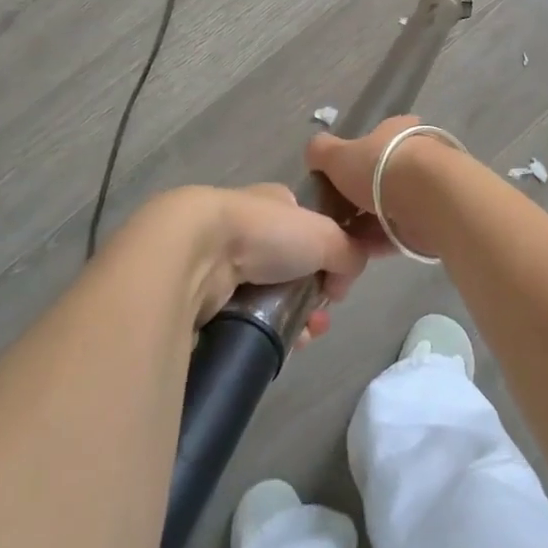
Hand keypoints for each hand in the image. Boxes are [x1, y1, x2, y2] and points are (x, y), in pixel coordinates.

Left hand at [180, 184, 370, 341]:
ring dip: (294, 317)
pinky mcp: (203, 294)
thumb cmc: (265, 233)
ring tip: (305, 336)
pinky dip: (267, 331)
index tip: (338, 282)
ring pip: (270, 296)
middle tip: (322, 317)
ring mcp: (223, 261)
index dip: (330, 255)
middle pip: (292, 267)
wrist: (196, 255)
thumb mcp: (327, 235)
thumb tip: (345, 280)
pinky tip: (282, 344)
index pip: (310, 228)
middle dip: (314, 295)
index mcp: (274, 203)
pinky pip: (245, 318)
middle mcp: (248, 228)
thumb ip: (351, 252)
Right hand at [306, 115, 446, 258]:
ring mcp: (428, 187)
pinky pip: (400, 230)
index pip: (371, 143)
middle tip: (334, 217)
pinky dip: (379, 241)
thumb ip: (321, 152)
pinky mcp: (435, 217)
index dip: (349, 163)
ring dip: (366, 224)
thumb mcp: (337, 155)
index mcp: (396, 131)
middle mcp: (416, 154)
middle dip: (356, 199)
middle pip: (379, 178)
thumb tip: (314, 153)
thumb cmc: (380, 167)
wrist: (428, 198)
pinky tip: (358, 253)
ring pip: (389, 207)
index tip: (332, 184)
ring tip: (340, 240)